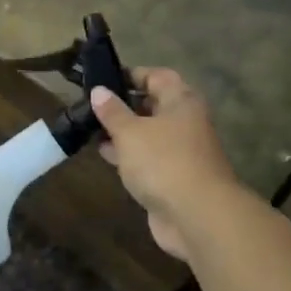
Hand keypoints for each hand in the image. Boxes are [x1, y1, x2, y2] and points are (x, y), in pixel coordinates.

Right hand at [91, 68, 242, 260]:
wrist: (197, 216)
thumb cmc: (163, 162)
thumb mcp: (130, 132)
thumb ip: (112, 112)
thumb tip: (99, 91)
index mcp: (181, 102)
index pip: (157, 76)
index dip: (132, 75)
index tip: (104, 80)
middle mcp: (185, 123)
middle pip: (154, 105)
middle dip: (124, 106)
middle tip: (93, 107)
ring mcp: (181, 152)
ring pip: (149, 135)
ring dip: (124, 133)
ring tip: (92, 131)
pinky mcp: (174, 178)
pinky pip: (149, 159)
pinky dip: (129, 156)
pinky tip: (106, 157)